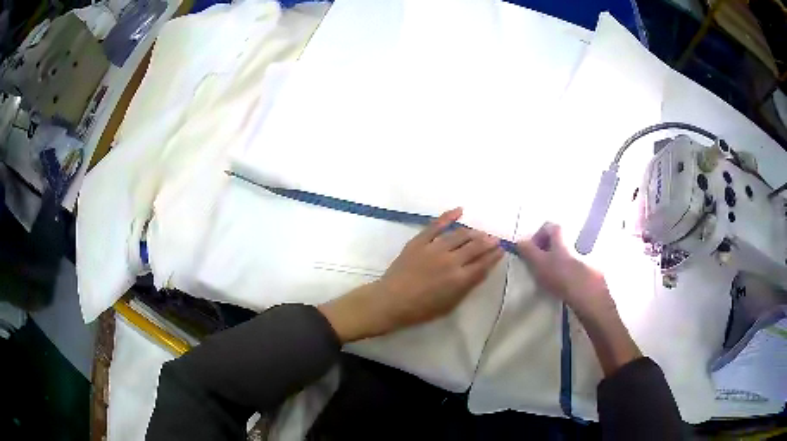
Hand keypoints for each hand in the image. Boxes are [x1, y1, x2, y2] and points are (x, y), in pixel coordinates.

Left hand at [319, 208, 503, 342]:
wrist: (391, 301)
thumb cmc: (421, 309)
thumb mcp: (450, 305)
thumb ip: (467, 287)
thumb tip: (482, 271)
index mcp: (459, 279)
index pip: (483, 263)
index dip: (494, 255)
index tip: (501, 250)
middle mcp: (451, 261)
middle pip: (475, 247)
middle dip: (488, 242)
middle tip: (494, 239)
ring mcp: (434, 248)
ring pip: (460, 234)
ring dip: (473, 232)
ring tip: (480, 232)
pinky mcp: (419, 241)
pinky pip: (436, 225)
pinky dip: (448, 216)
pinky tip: (460, 210)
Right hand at [516, 223, 613, 319]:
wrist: (586, 295)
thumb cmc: (560, 276)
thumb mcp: (539, 263)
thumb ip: (528, 251)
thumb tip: (520, 241)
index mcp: (561, 239)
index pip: (549, 226)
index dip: (538, 235)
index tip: (532, 251)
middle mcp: (574, 242)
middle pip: (558, 240)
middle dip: (548, 250)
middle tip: (540, 266)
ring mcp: (584, 256)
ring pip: (567, 254)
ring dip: (558, 262)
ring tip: (552, 278)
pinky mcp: (591, 270)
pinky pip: (576, 267)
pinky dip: (568, 273)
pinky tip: (564, 286)